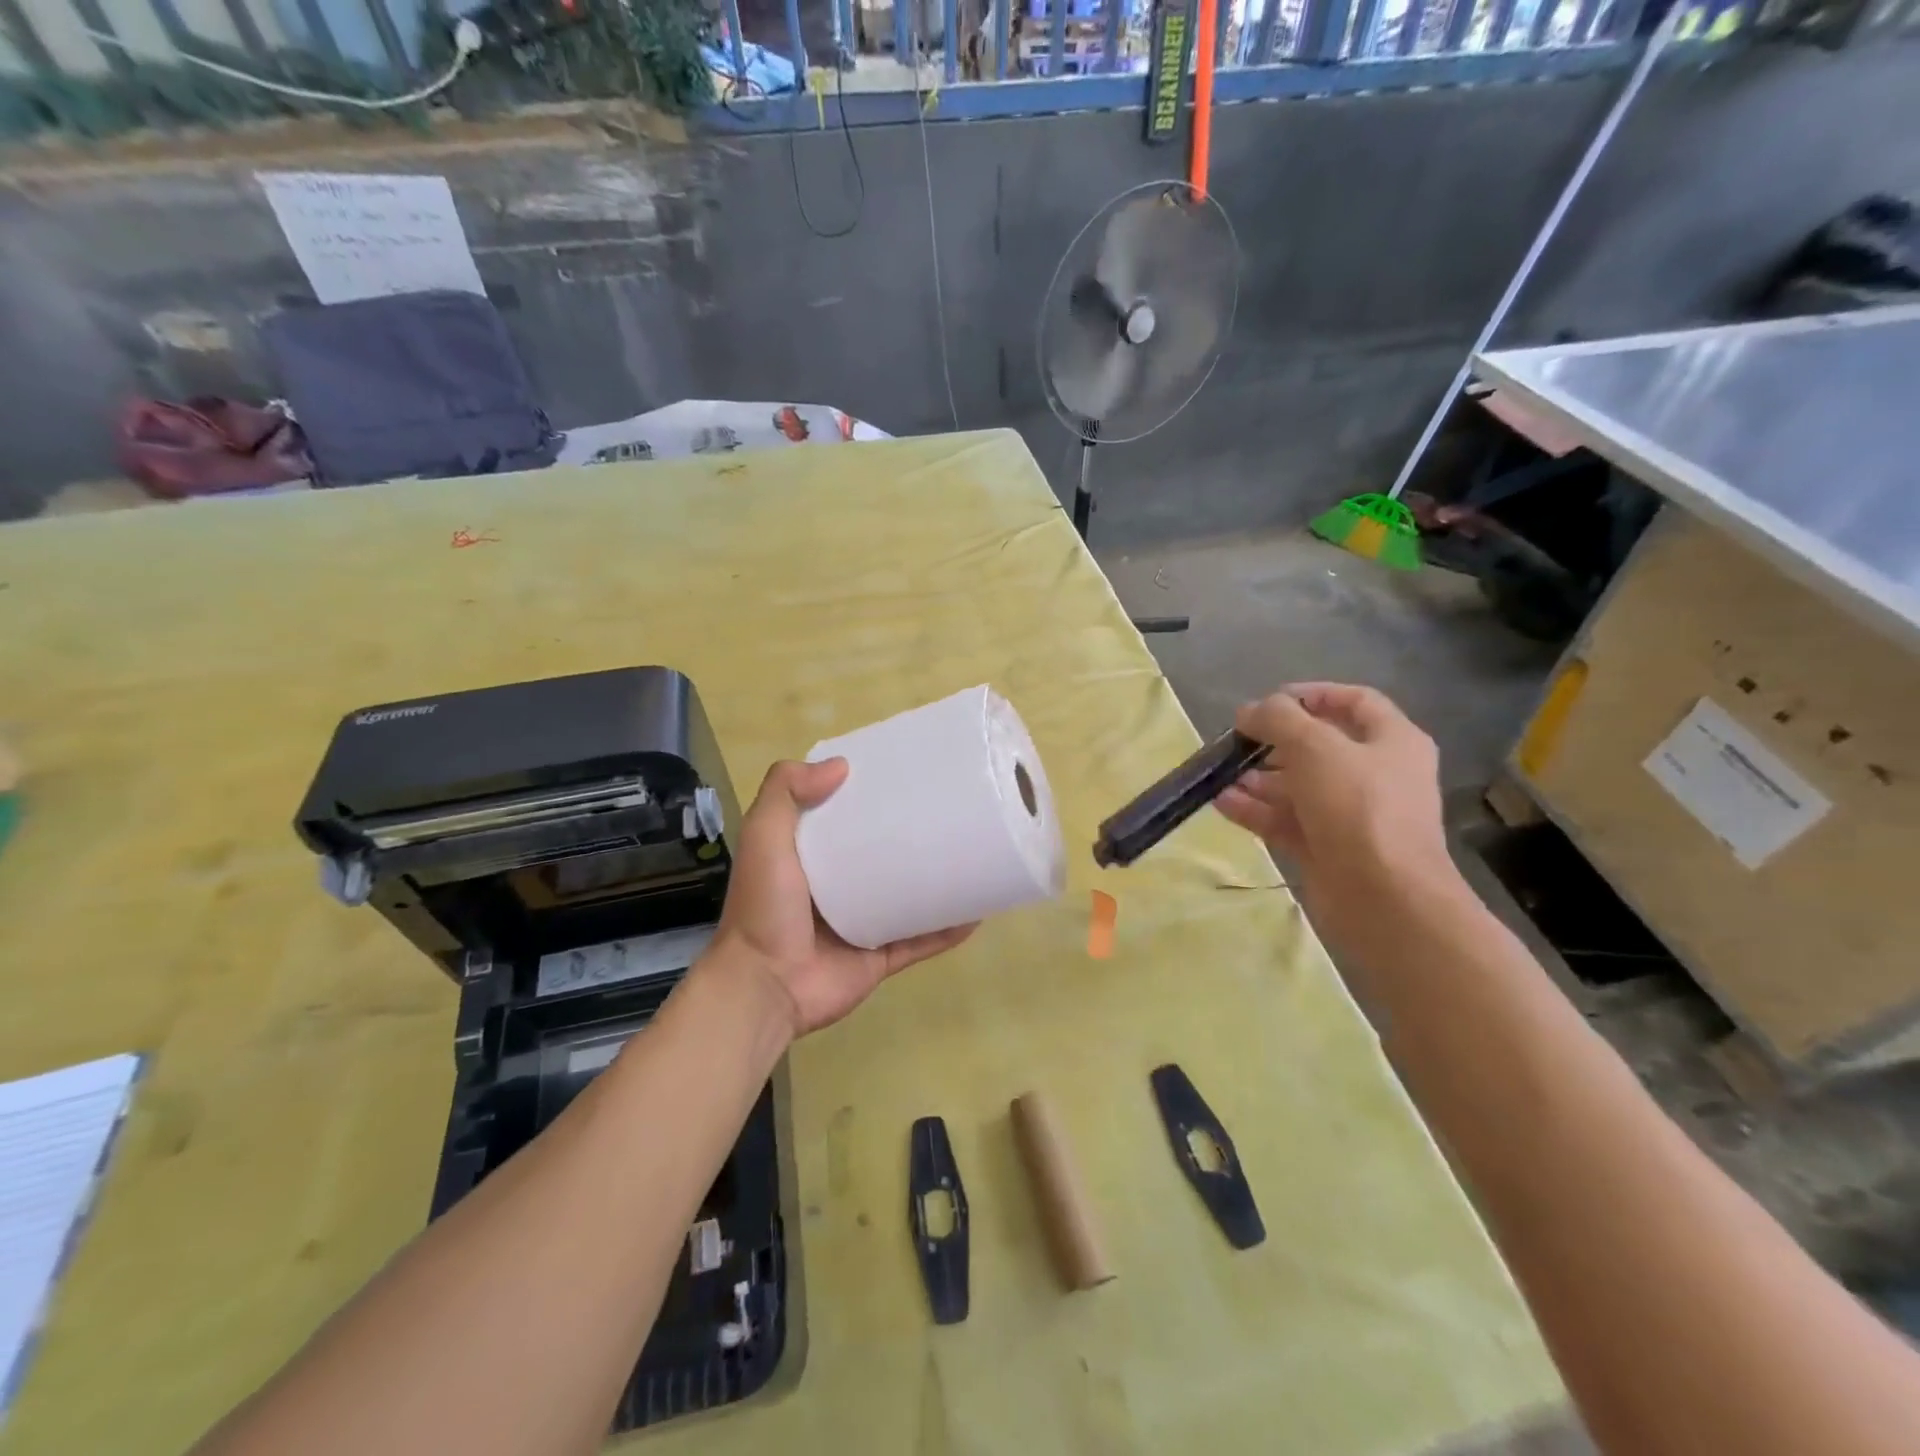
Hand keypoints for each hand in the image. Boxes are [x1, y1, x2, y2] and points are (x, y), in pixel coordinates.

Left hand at [707, 758, 974, 1039]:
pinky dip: (946, 929)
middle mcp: (834, 887)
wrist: (766, 987)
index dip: (865, 794)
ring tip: (972, 855)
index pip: (840, 815)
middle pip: (879, 854)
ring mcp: (860, 924)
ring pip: (906, 896)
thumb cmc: (765, 907)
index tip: (900, 772)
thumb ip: (785, 793)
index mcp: (807, 857)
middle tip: (949, 809)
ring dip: (935, 880)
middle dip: (909, 834)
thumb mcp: (764, 837)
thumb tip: (842, 765)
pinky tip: (977, 912)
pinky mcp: (878, 957)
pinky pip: (920, 940)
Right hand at [1216, 683, 1464, 959]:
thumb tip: (1250, 711)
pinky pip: (1285, 821)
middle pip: (1319, 747)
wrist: (1383, 898)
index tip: (1269, 700)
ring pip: (1297, 787)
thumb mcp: (1315, 746)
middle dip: (1275, 741)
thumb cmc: (1358, 806)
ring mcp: (1349, 815)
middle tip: (1237, 741)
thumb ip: (1278, 719)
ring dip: (1258, 778)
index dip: (1312, 694)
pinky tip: (1222, 803)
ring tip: (1221, 774)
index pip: (1355, 701)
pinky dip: (1255, 810)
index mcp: (1392, 741)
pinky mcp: (1326, 849)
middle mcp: (1374, 775)